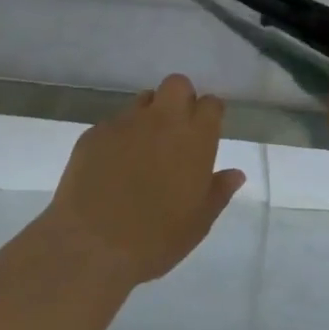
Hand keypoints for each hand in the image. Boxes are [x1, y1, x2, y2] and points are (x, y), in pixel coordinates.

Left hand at [46, 74, 246, 286]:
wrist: (92, 245)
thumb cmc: (156, 239)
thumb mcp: (198, 222)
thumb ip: (219, 191)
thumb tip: (236, 174)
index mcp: (194, 139)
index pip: (210, 104)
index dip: (209, 113)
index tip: (206, 129)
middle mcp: (162, 120)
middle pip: (176, 84)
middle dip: (180, 98)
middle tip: (176, 129)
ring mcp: (125, 123)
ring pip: (143, 100)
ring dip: (148, 115)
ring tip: (142, 148)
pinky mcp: (95, 132)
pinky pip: (114, 123)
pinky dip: (119, 137)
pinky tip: (112, 166)